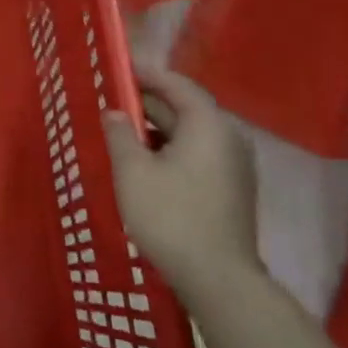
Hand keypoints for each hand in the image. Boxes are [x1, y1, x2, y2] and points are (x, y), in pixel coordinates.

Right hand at [103, 53, 259, 304]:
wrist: (218, 279)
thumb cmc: (170, 216)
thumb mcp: (133, 171)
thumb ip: (121, 134)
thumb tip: (115, 112)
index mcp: (209, 125)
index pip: (177, 85)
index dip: (146, 74)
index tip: (117, 69)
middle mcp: (229, 137)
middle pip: (186, 107)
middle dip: (149, 103)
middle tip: (112, 101)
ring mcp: (235, 165)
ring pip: (191, 133)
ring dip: (158, 128)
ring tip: (123, 132)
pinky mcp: (232, 188)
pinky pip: (198, 154)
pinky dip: (171, 148)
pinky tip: (146, 163)